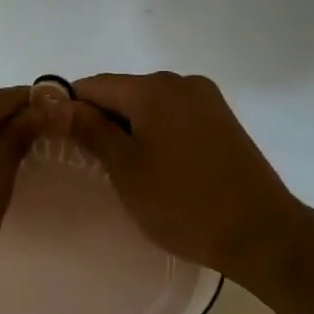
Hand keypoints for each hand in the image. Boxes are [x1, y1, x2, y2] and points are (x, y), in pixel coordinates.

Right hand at [66, 72, 309, 282]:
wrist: (259, 232)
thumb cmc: (182, 203)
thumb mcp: (126, 169)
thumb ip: (89, 130)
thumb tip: (54, 102)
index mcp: (153, 89)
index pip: (94, 85)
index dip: (70, 108)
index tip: (59, 141)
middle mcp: (181, 82)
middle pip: (123, 91)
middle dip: (101, 119)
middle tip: (89, 162)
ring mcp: (206, 99)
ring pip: (149, 104)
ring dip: (130, 127)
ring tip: (123, 168)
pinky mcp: (222, 118)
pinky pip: (174, 114)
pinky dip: (156, 131)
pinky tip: (156, 164)